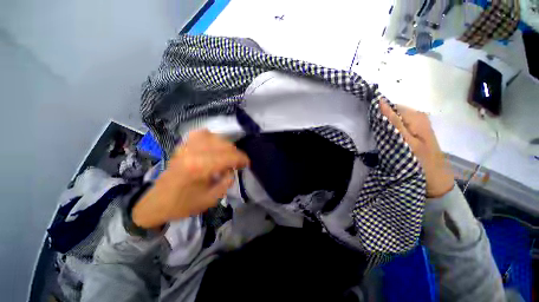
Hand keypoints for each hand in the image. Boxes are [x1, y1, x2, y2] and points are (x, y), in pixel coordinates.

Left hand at [132, 130, 249, 228]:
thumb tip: (233, 170)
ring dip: (225, 145)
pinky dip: (211, 137)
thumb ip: (226, 182)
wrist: (157, 203)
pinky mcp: (182, 146)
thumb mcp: (211, 199)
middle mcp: (193, 153)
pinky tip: (214, 144)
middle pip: (223, 145)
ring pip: (214, 137)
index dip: (242, 158)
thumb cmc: (184, 204)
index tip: (247, 163)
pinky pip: (200, 134)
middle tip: (239, 162)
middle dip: (236, 153)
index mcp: (200, 167)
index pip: (229, 156)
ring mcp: (186, 147)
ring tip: (228, 154)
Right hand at [379, 100, 453, 197]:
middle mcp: (417, 116)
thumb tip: (380, 102)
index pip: (389, 106)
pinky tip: (384, 140)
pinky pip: (396, 127)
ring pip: (392, 120)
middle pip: (391, 112)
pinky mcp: (414, 132)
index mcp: (416, 116)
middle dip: (379, 120)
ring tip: (376, 138)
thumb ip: (393, 122)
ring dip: (383, 127)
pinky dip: (388, 131)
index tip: (367, 125)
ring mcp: (416, 124)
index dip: (376, 113)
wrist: (435, 181)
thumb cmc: (420, 162)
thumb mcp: (405, 141)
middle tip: (371, 134)